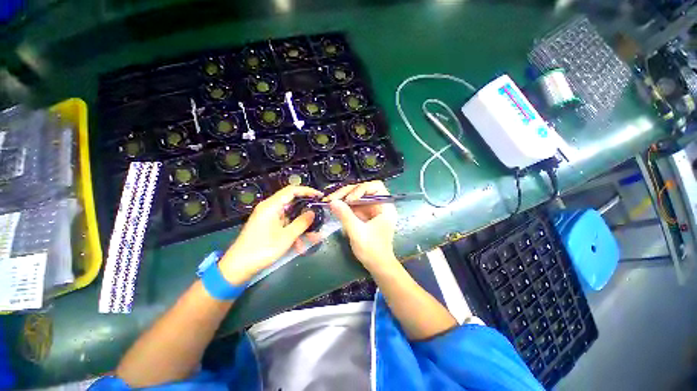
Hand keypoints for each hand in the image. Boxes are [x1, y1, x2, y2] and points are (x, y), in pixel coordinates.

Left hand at [219, 185, 322, 283]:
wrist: (237, 267)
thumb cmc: (262, 250)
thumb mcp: (286, 237)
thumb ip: (301, 222)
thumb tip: (313, 212)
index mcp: (271, 206)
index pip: (292, 190)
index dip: (307, 191)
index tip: (320, 196)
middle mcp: (270, 208)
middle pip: (293, 203)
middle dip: (307, 211)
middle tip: (319, 217)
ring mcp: (268, 217)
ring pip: (290, 216)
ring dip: (301, 225)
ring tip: (312, 238)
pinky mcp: (268, 225)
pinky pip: (285, 224)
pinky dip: (293, 231)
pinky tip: (299, 245)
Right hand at [325, 181, 399, 271]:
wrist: (377, 265)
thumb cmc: (372, 250)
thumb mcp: (357, 233)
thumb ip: (345, 216)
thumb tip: (332, 201)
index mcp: (385, 207)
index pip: (375, 186)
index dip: (361, 189)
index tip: (349, 200)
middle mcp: (379, 204)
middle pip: (363, 190)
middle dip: (347, 192)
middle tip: (331, 198)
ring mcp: (371, 209)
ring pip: (356, 196)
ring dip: (343, 197)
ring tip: (329, 200)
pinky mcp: (364, 214)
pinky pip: (353, 205)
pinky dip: (343, 204)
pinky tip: (333, 205)